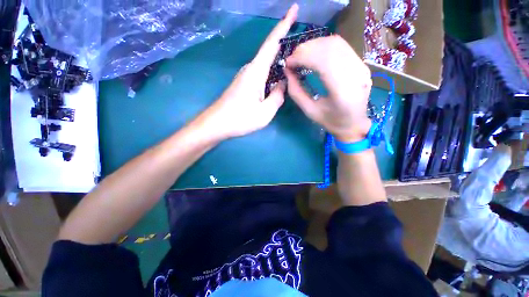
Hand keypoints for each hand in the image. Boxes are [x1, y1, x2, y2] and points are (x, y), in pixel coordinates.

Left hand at [194, 4, 298, 140]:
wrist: (216, 125)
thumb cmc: (240, 119)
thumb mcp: (265, 112)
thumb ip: (278, 97)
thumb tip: (282, 85)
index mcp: (256, 71)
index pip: (272, 43)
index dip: (284, 25)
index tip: (294, 8)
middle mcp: (250, 69)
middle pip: (270, 53)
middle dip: (286, 49)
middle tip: (303, 53)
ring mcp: (245, 77)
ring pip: (267, 66)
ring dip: (279, 65)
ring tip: (294, 70)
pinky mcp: (243, 85)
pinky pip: (261, 76)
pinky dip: (272, 76)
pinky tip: (278, 84)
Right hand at [284, 36, 371, 141]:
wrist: (354, 124)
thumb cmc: (330, 121)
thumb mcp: (309, 111)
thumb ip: (296, 92)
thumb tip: (287, 72)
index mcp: (343, 92)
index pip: (323, 62)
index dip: (303, 57)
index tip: (288, 62)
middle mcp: (356, 75)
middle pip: (330, 48)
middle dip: (306, 49)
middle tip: (292, 58)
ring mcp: (361, 67)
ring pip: (336, 43)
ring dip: (314, 45)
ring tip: (300, 55)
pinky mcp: (361, 63)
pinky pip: (341, 46)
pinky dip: (323, 46)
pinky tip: (313, 54)